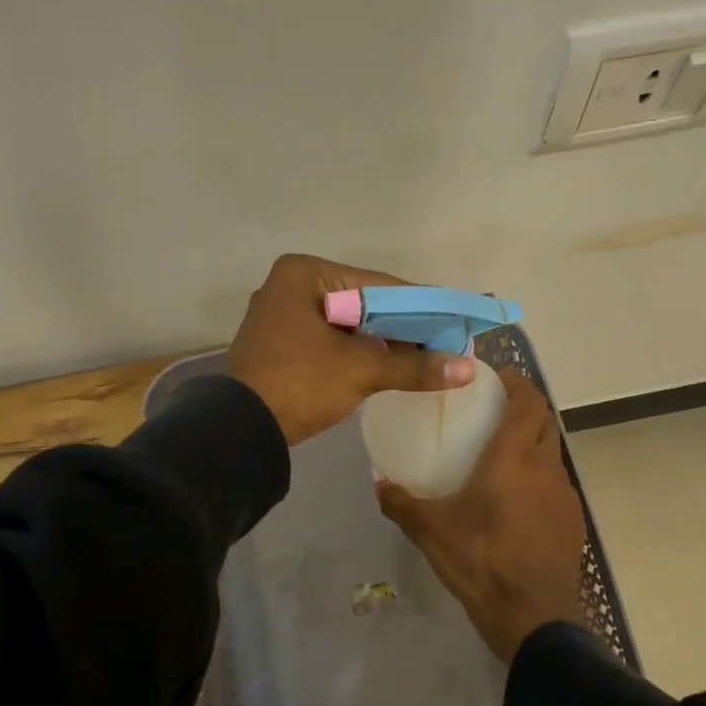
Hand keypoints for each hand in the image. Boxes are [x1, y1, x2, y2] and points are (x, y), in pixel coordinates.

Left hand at [226, 253, 474, 446]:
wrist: (239, 431)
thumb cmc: (299, 385)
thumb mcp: (360, 371)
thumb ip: (413, 365)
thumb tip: (466, 369)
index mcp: (305, 274)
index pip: (379, 285)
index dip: (422, 304)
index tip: (457, 318)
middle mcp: (290, 286)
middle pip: (364, 302)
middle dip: (404, 325)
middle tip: (445, 341)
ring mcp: (281, 315)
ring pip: (347, 323)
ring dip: (383, 340)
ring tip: (426, 355)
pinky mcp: (280, 343)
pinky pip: (330, 340)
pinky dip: (358, 351)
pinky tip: (388, 364)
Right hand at [376, 367, 587, 665]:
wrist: (534, 618)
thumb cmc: (482, 562)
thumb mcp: (432, 532)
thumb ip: (402, 504)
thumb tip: (379, 484)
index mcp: (515, 459)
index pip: (528, 402)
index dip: (516, 383)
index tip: (495, 378)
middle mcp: (546, 468)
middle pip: (545, 421)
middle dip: (525, 407)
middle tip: (493, 411)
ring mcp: (564, 496)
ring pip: (552, 452)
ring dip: (533, 442)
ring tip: (501, 453)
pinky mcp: (571, 522)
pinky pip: (555, 483)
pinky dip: (538, 474)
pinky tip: (515, 499)